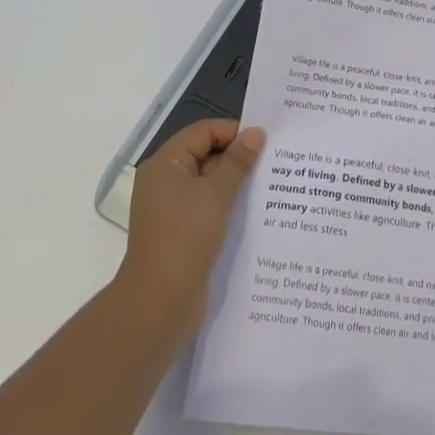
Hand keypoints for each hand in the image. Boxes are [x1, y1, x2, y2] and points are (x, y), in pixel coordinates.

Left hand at [119, 119, 262, 328]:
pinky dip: (228, 205)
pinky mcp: (181, 232)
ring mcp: (171, 208)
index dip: (234, 132)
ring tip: (271, 184)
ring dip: (236, 183)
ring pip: (209, 184)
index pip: (203, 132)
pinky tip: (255, 211)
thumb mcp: (217, 194)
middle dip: (238, 158)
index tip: (267, 140)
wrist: (160, 301)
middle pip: (205, 155)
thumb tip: (256, 133)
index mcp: (165, 164)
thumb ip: (238, 161)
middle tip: (274, 161)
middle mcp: (164, 181)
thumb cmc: (186, 237)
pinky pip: (207, 207)